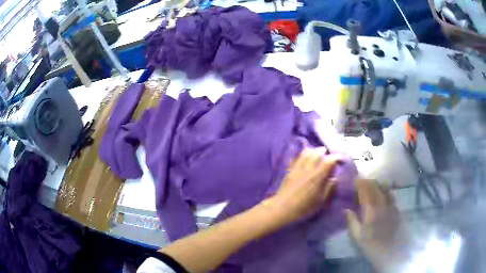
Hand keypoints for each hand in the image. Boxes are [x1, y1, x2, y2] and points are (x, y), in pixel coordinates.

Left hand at [269, 149, 338, 222]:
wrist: (283, 208)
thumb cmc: (304, 207)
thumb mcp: (321, 201)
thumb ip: (330, 188)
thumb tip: (335, 178)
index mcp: (318, 176)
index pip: (329, 161)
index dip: (336, 158)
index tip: (340, 159)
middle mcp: (308, 168)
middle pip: (318, 153)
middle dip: (325, 152)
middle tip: (329, 155)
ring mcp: (298, 167)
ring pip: (307, 152)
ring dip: (314, 151)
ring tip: (318, 154)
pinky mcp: (290, 169)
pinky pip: (297, 157)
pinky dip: (304, 154)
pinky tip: (306, 157)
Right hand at [345, 179, 405, 271]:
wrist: (391, 252)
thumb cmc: (371, 245)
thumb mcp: (357, 236)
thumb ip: (352, 221)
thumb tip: (346, 209)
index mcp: (371, 210)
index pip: (365, 191)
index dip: (360, 183)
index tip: (354, 178)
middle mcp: (382, 204)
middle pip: (376, 187)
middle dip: (368, 181)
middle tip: (361, 180)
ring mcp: (391, 205)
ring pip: (385, 189)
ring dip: (378, 184)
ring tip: (372, 183)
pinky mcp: (397, 209)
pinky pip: (391, 195)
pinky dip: (386, 190)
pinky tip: (384, 192)